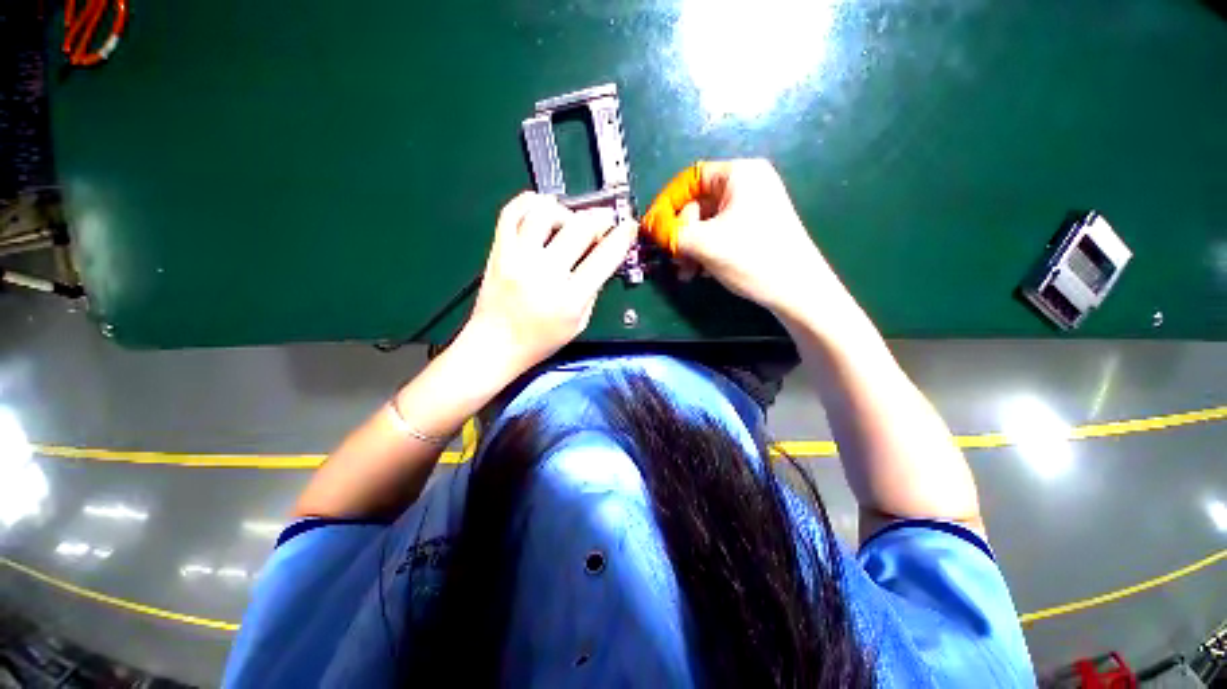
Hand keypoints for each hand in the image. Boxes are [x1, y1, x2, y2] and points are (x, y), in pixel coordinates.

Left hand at [460, 192, 636, 375]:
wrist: (494, 345)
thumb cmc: (540, 340)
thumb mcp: (579, 323)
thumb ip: (593, 290)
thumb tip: (603, 258)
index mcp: (569, 298)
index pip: (604, 258)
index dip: (622, 237)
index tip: (628, 227)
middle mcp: (544, 274)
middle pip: (580, 228)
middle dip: (600, 218)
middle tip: (604, 221)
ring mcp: (518, 259)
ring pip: (546, 213)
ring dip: (566, 211)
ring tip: (570, 221)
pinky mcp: (498, 251)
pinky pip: (512, 212)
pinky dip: (530, 202)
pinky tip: (542, 208)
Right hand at [642, 159, 842, 320]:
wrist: (798, 291)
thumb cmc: (752, 258)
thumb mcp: (704, 243)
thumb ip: (671, 233)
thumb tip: (650, 227)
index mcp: (740, 174)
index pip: (690, 179)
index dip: (667, 203)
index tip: (653, 228)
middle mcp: (747, 185)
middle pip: (698, 204)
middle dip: (681, 234)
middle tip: (674, 259)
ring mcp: (753, 209)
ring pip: (707, 224)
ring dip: (690, 248)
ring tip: (686, 272)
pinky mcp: (754, 230)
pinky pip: (719, 235)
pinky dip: (705, 252)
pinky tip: (701, 272)